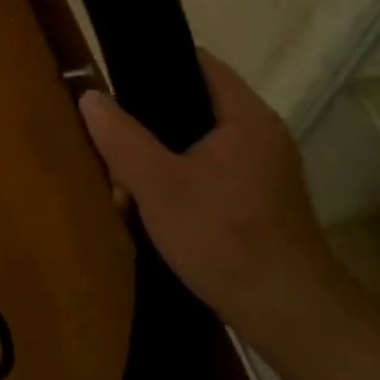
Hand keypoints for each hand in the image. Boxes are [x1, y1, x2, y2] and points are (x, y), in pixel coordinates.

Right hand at [78, 51, 350, 351]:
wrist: (289, 316)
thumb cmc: (223, 238)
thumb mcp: (157, 185)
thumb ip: (120, 137)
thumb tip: (90, 96)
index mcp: (245, 117)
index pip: (197, 63)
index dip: (153, 64)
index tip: (114, 80)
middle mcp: (259, 135)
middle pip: (189, 107)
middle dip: (144, 128)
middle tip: (112, 151)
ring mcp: (262, 170)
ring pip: (193, 145)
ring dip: (155, 163)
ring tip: (125, 191)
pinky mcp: (258, 202)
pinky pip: (206, 174)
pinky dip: (176, 184)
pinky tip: (153, 213)